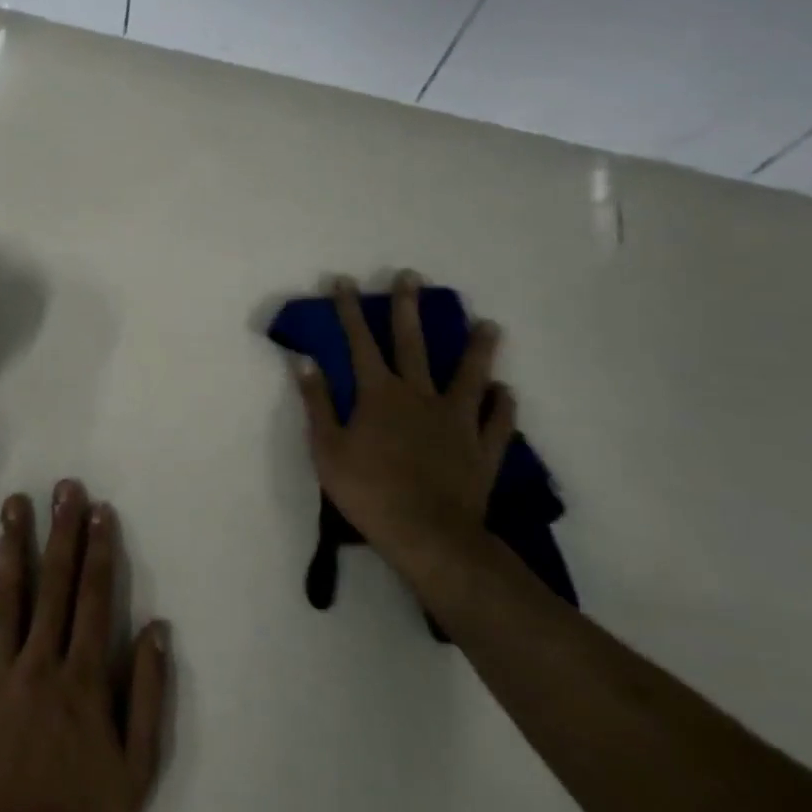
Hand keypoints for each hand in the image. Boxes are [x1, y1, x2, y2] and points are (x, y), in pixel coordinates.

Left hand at [0, 480, 169, 811]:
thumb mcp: (138, 767)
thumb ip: (149, 694)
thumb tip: (157, 628)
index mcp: (84, 679)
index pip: (95, 598)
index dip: (99, 550)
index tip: (99, 510)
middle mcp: (40, 665)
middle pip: (54, 585)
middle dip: (61, 532)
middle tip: (63, 487)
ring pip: (5, 598)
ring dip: (12, 547)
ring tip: (14, 504)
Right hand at [291, 272, 516, 571]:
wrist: (427, 535)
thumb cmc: (367, 490)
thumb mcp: (326, 447)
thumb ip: (317, 402)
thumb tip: (304, 361)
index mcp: (379, 395)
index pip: (359, 343)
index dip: (349, 311)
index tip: (344, 282)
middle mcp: (420, 397)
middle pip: (413, 344)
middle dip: (408, 308)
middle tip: (411, 277)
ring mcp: (457, 421)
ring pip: (470, 376)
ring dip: (478, 348)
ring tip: (489, 325)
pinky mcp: (483, 449)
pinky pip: (498, 421)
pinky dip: (503, 405)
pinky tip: (506, 391)